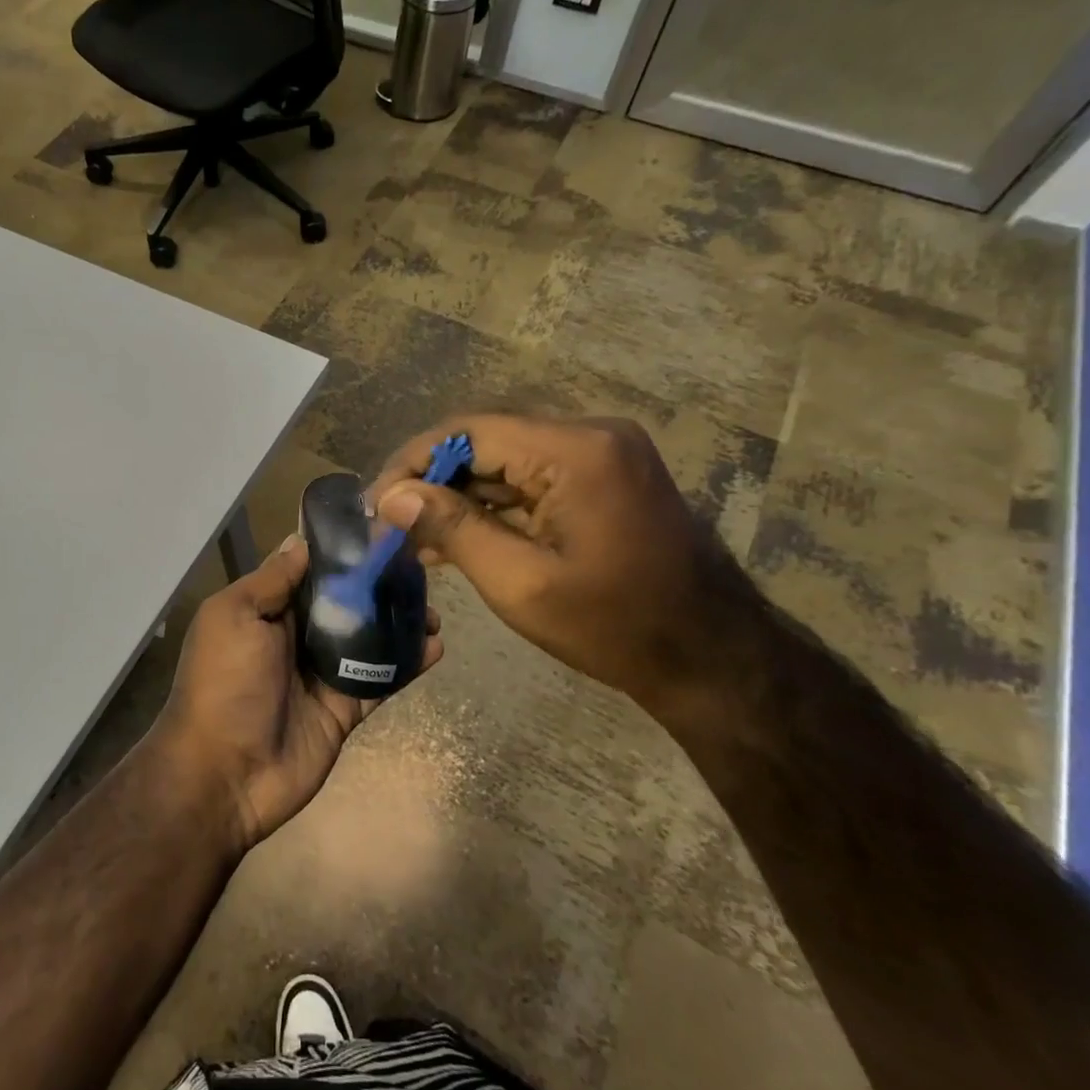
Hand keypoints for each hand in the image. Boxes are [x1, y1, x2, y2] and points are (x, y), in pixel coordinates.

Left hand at [149, 535, 442, 853]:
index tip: (380, 530)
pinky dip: (407, 663)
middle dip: (378, 585)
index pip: (308, 571)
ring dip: (399, 622)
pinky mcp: (344, 708)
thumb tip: (300, 541)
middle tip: (420, 569)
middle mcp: (294, 636)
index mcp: (266, 610)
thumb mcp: (234, 617)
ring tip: (434, 609)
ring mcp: (321, 673)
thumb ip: (271, 581)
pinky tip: (436, 647)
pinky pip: (380, 679)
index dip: (340, 552)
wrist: (224, 774)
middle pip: (344, 602)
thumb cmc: (224, 683)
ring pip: (368, 638)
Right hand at [368, 413, 752, 720]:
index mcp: (575, 450)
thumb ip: (452, 528)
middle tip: (390, 524)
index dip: (412, 462)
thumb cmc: (614, 626)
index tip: (376, 502)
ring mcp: (602, 454)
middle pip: (486, 442)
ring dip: (459, 496)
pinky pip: (532, 478)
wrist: (712, 657)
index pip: (468, 432)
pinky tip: (458, 537)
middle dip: (433, 482)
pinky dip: (494, 506)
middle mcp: (591, 434)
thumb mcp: (520, 583)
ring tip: (415, 538)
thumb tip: (392, 496)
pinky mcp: (604, 476)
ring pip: (505, 461)